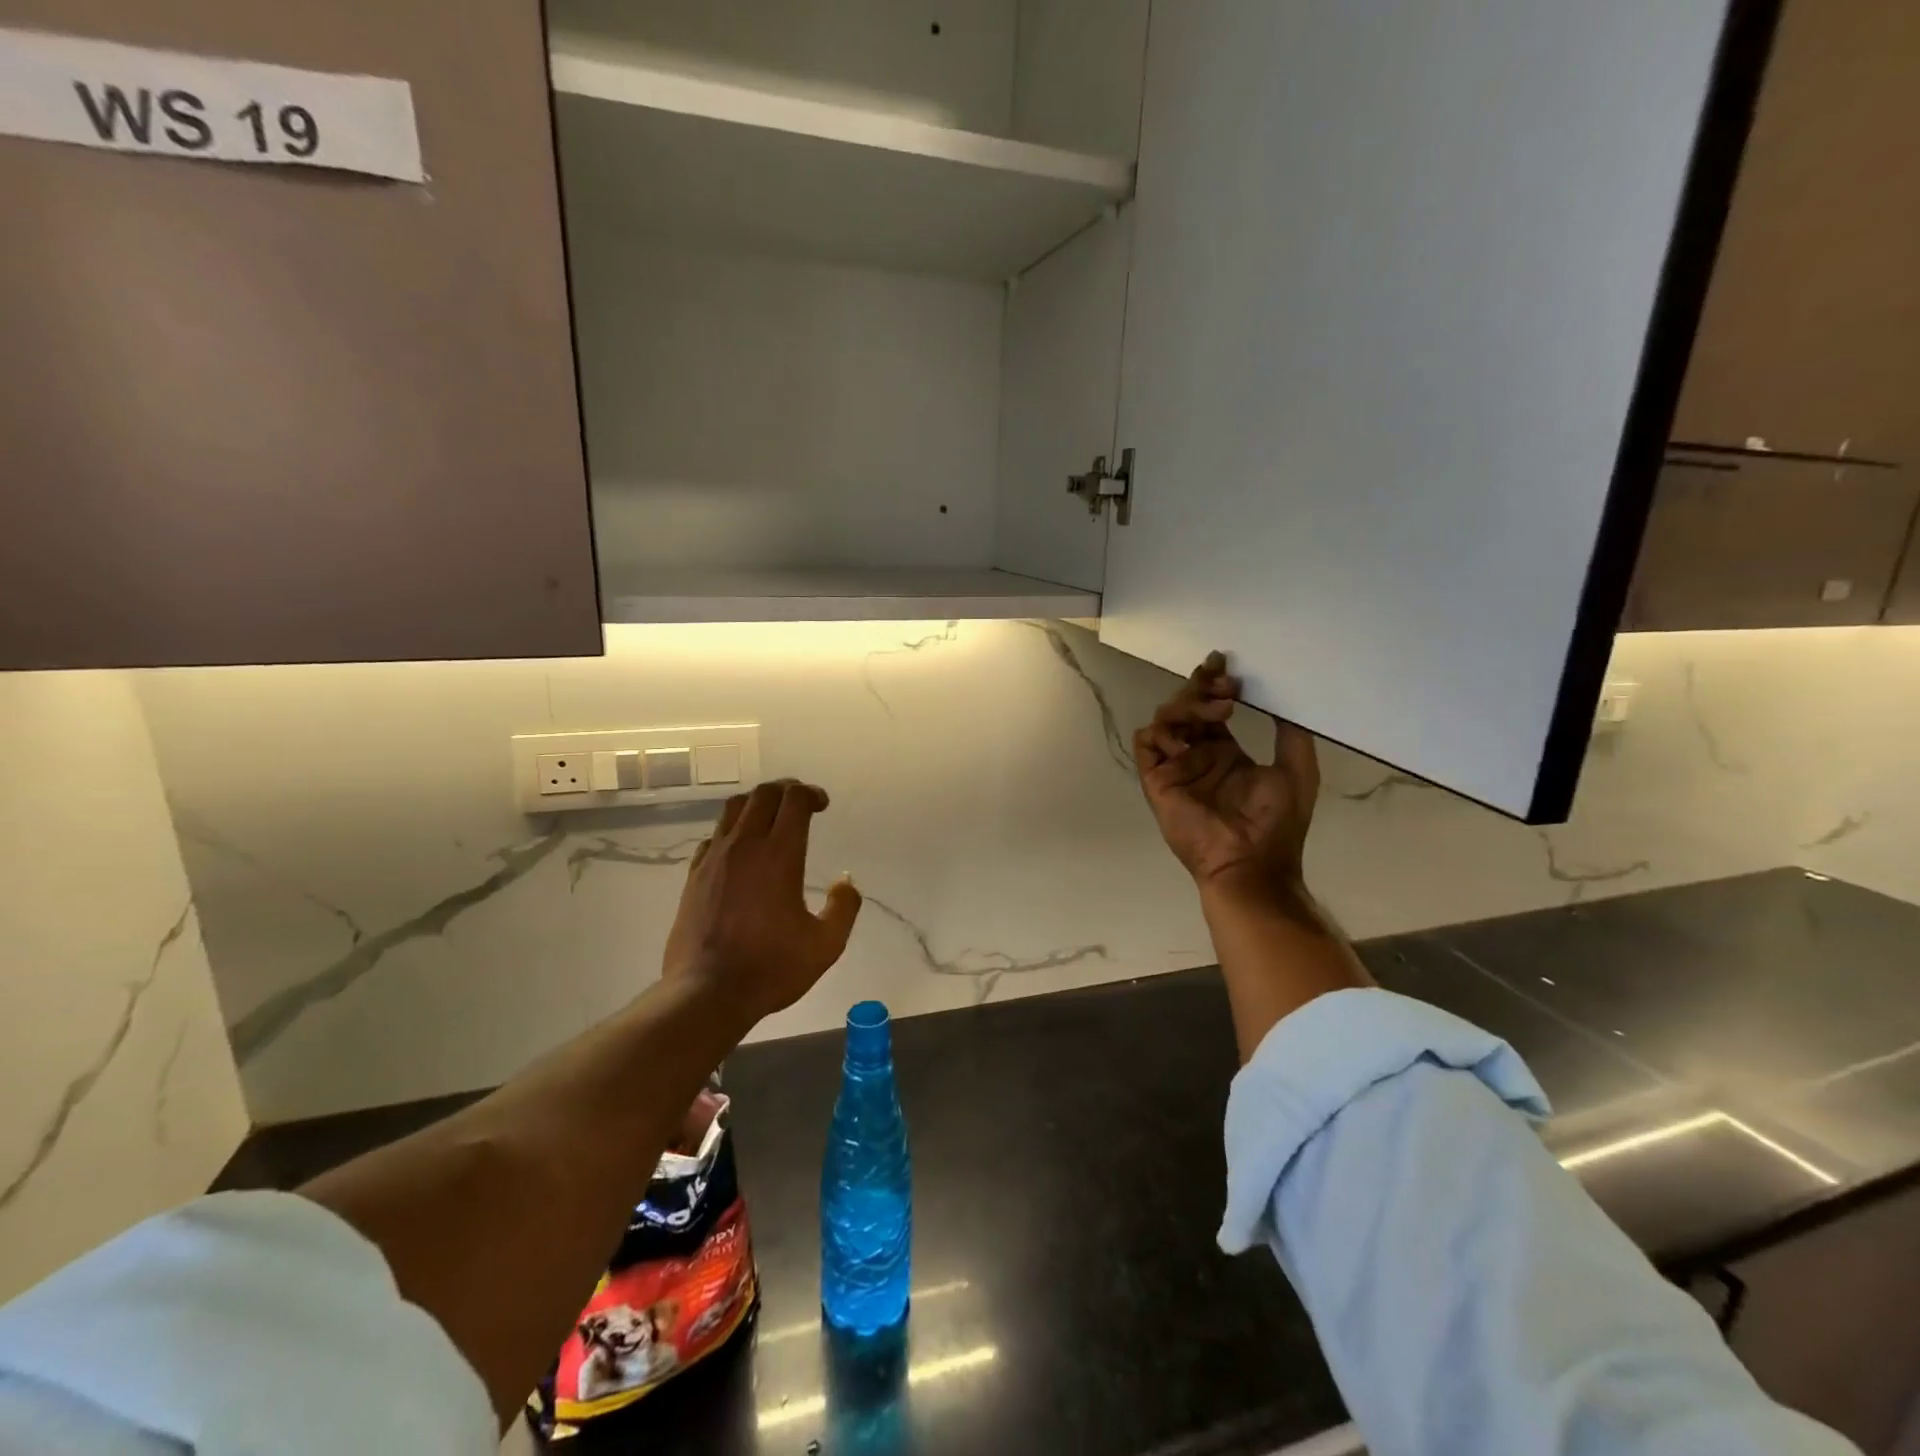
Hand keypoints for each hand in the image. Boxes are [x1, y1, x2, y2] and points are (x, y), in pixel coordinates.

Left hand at [663, 779, 861, 1023]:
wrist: (707, 993)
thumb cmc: (771, 968)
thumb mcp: (826, 945)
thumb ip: (844, 908)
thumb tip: (846, 883)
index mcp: (779, 855)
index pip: (794, 800)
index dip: (811, 793)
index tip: (822, 805)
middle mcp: (745, 846)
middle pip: (763, 794)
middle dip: (786, 789)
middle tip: (801, 804)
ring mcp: (714, 859)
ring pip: (733, 808)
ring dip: (757, 803)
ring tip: (771, 818)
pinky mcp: (694, 876)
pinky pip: (714, 837)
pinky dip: (732, 831)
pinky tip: (741, 851)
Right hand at [1134, 652, 1320, 895]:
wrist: (1252, 863)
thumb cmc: (1276, 824)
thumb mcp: (1297, 772)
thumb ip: (1291, 734)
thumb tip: (1285, 698)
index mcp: (1225, 753)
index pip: (1211, 710)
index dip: (1212, 683)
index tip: (1223, 663)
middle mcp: (1197, 756)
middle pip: (1186, 707)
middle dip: (1201, 688)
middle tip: (1225, 684)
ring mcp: (1176, 767)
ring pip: (1165, 718)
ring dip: (1188, 706)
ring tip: (1219, 713)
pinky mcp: (1157, 780)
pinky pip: (1146, 744)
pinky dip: (1161, 732)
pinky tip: (1186, 737)